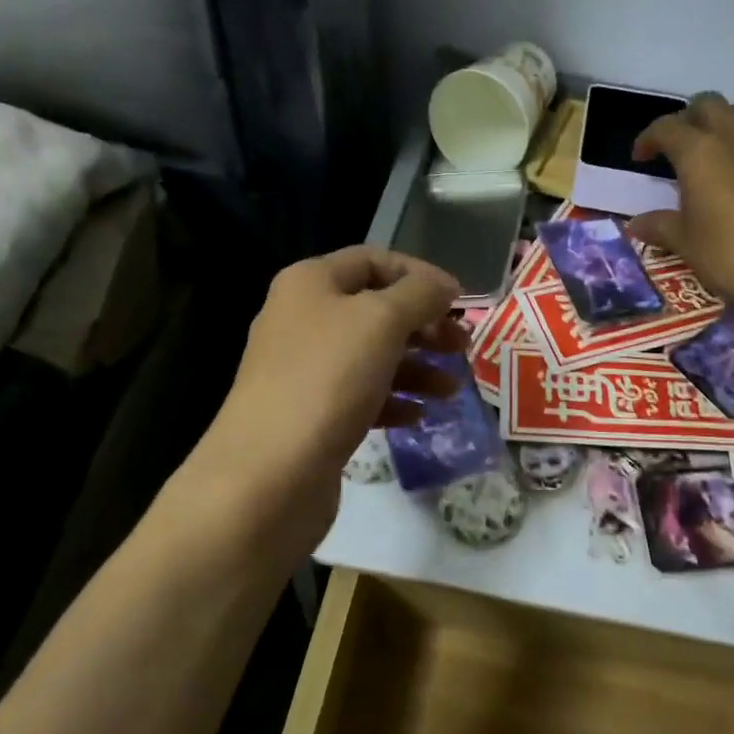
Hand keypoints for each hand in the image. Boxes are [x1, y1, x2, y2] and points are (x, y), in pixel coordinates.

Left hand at [187, 246, 466, 553]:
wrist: (271, 472)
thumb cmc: (328, 380)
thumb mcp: (382, 322)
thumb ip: (419, 295)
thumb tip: (445, 284)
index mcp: (311, 283)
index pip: (374, 261)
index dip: (420, 276)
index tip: (460, 301)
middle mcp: (302, 319)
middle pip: (376, 310)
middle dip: (424, 325)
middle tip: (462, 347)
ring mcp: (304, 370)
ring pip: (372, 356)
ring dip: (417, 367)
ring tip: (451, 390)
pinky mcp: (312, 413)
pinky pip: (361, 395)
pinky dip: (393, 400)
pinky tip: (418, 416)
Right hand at [628, 94, 733, 328]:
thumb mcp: (688, 246)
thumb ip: (661, 227)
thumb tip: (637, 223)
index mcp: (701, 152)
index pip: (666, 127)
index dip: (648, 139)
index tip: (640, 158)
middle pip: (708, 106)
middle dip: (689, 122)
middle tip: (678, 152)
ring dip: (723, 139)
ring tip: (716, 173)